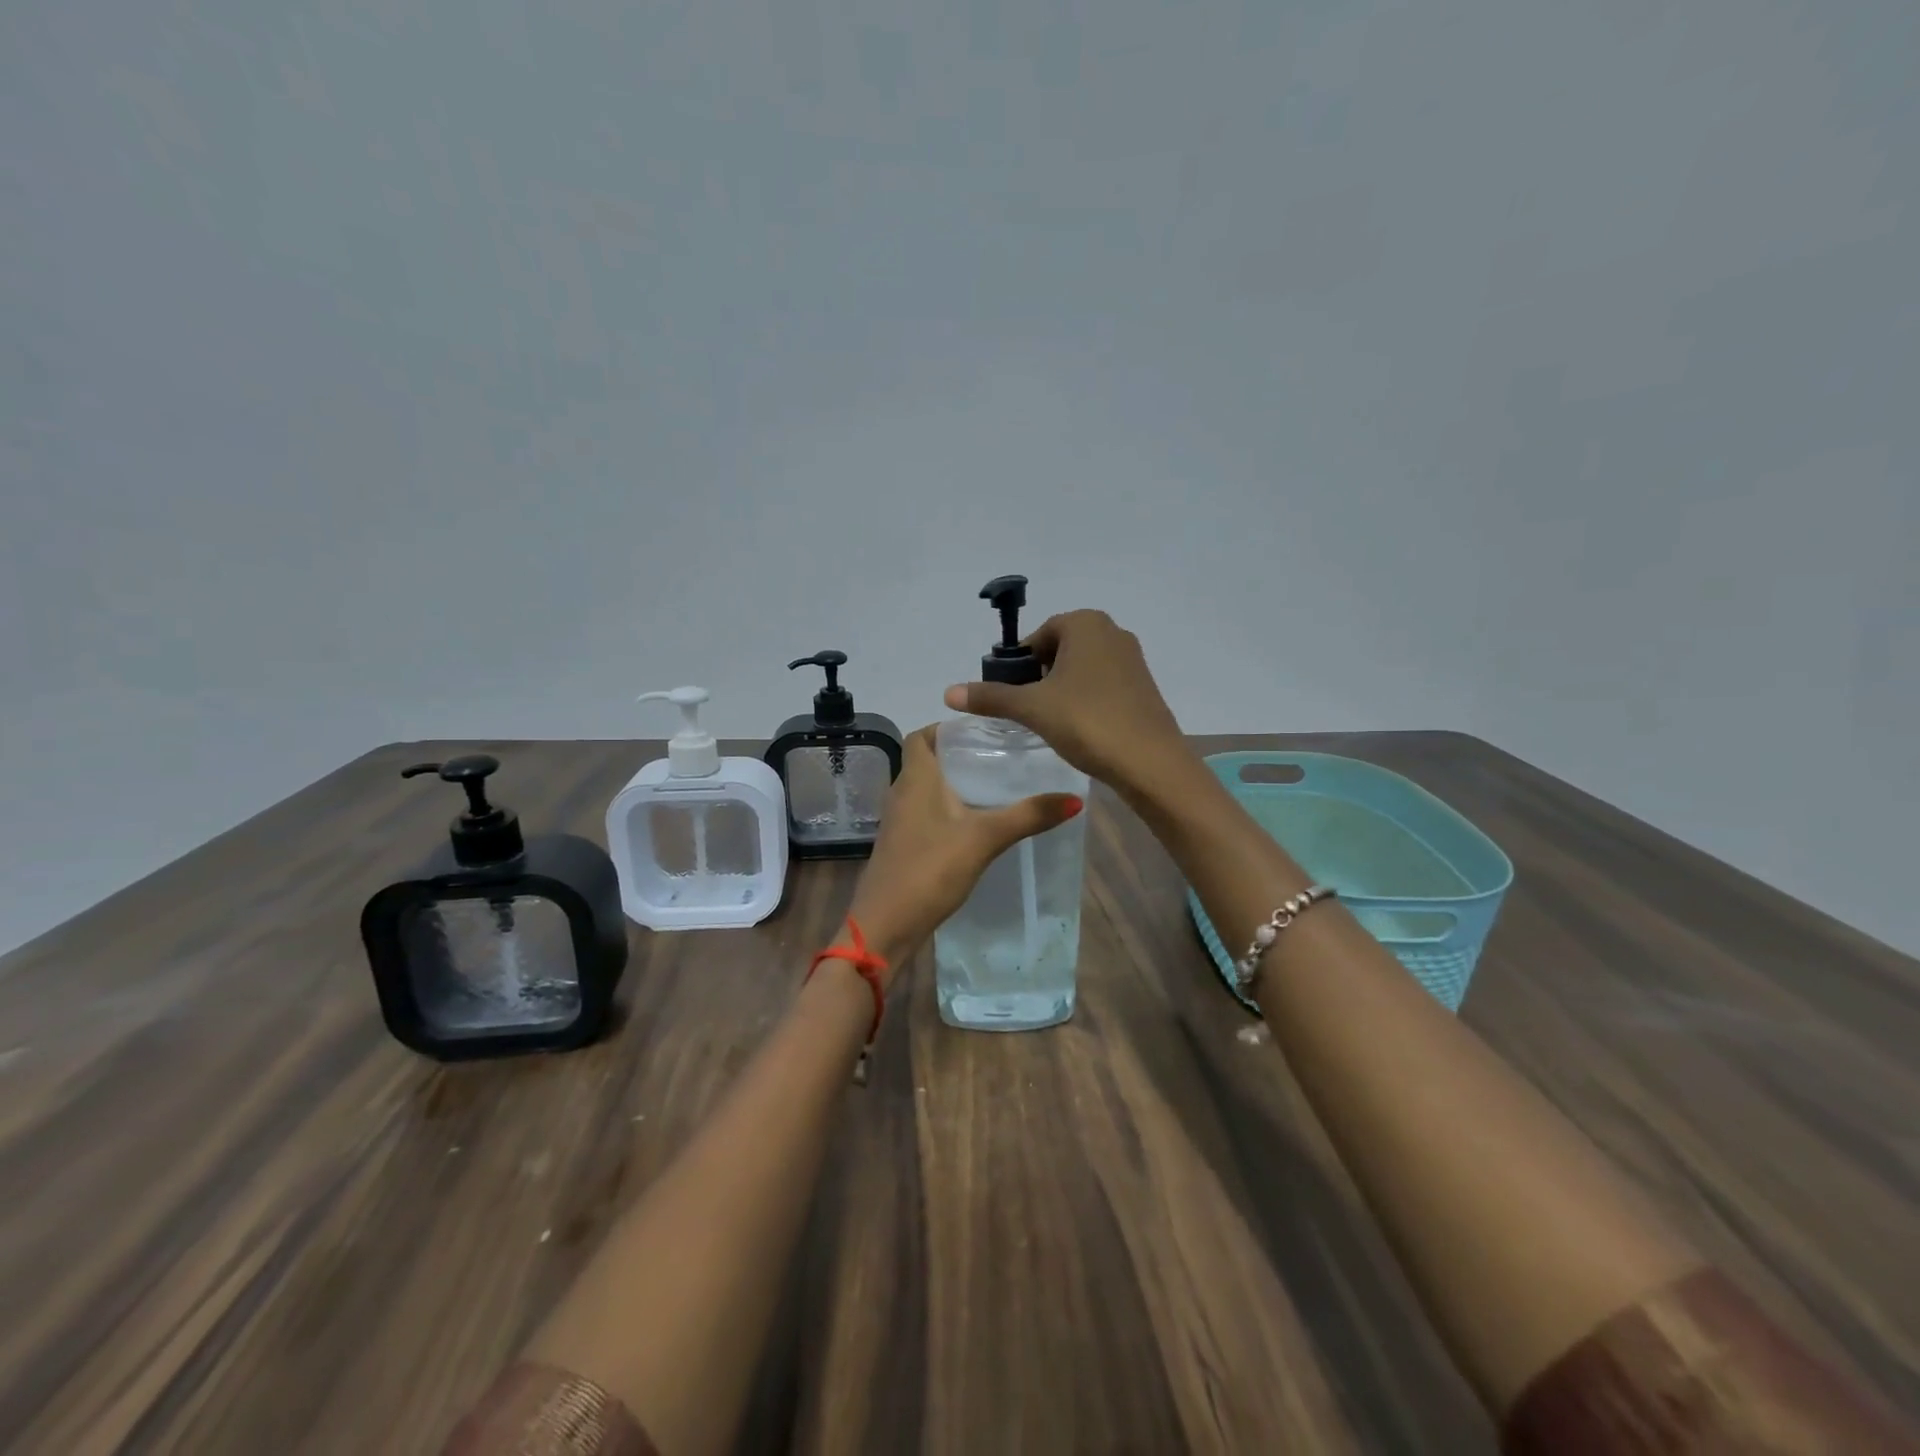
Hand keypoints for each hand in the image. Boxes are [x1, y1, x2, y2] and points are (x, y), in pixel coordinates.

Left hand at [842, 726, 1082, 975]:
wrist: (885, 925)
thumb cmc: (929, 869)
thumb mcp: (984, 838)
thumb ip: (1027, 816)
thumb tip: (1074, 799)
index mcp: (915, 778)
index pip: (921, 736)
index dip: (945, 727)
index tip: (982, 730)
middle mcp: (901, 793)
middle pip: (926, 760)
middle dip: (959, 755)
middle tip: (999, 756)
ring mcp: (899, 822)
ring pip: (926, 789)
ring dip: (954, 784)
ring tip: (994, 786)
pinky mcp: (902, 846)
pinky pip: (926, 815)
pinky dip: (948, 810)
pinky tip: (976, 825)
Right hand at [942, 609, 1190, 800]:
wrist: (1149, 762)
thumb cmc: (1086, 721)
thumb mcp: (1032, 708)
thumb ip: (991, 697)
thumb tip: (948, 692)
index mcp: (1086, 624)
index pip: (1040, 634)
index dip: (1021, 663)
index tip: (1012, 692)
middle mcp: (1113, 632)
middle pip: (1061, 648)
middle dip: (1041, 675)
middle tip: (1030, 708)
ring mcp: (1133, 660)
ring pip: (1082, 667)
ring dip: (1063, 688)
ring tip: (1052, 720)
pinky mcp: (1143, 687)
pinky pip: (1103, 684)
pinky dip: (1086, 699)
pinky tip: (1079, 728)